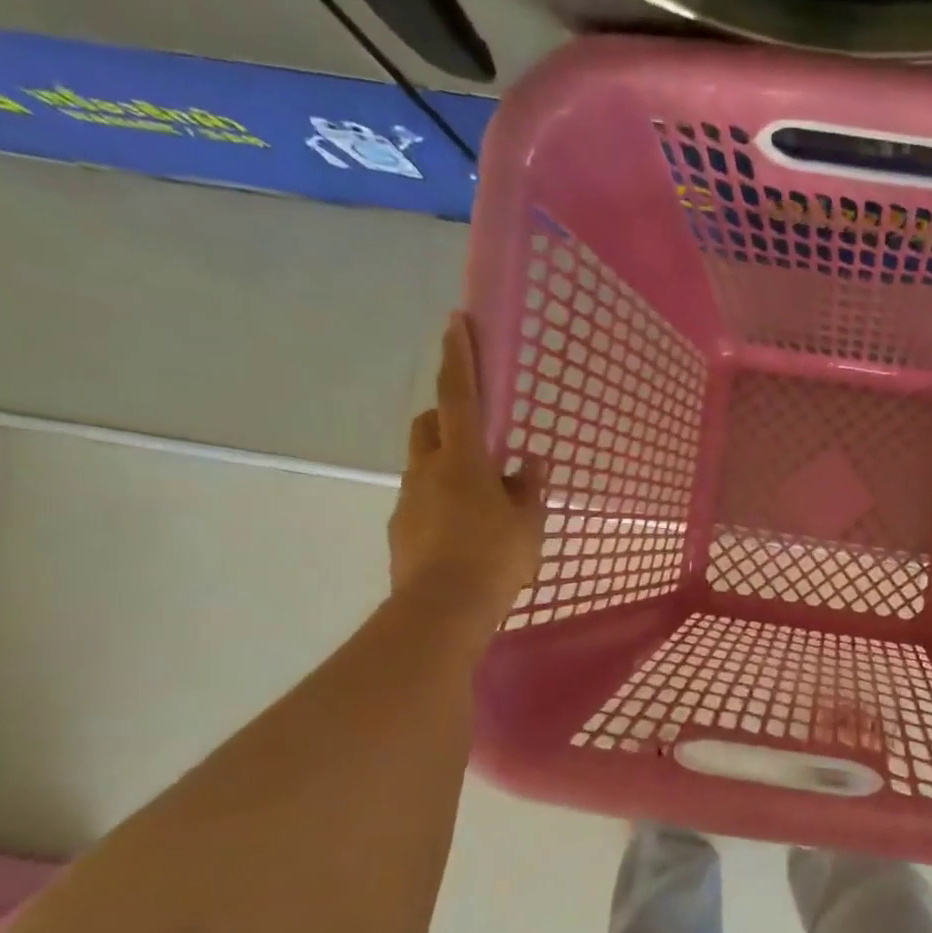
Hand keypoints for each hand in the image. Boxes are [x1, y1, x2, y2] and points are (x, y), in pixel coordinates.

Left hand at [389, 312, 543, 634]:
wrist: (442, 611)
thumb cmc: (495, 559)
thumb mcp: (527, 524)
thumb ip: (529, 489)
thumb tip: (530, 463)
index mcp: (464, 462)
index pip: (460, 397)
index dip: (459, 358)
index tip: (455, 321)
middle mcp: (428, 472)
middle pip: (429, 425)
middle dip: (447, 417)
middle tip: (478, 438)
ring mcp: (408, 501)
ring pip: (424, 466)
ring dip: (448, 467)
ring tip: (481, 502)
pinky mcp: (401, 531)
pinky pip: (422, 502)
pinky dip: (441, 503)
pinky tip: (464, 535)